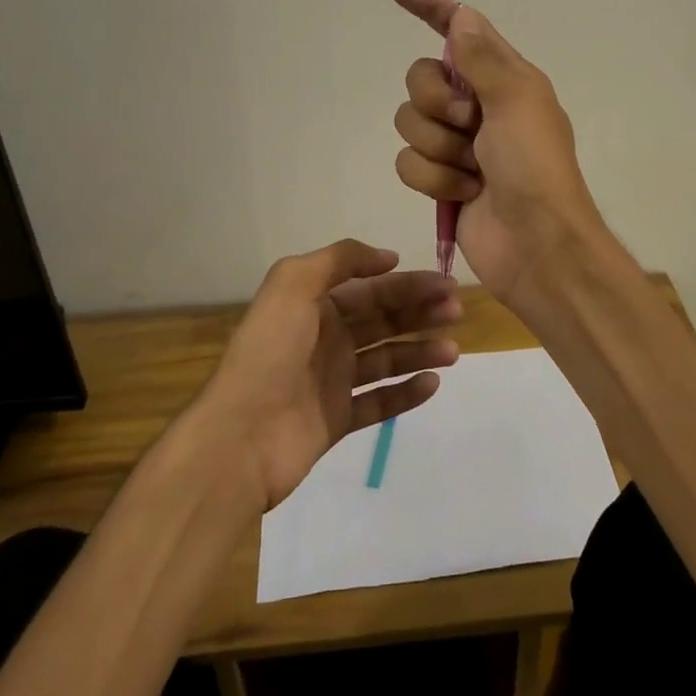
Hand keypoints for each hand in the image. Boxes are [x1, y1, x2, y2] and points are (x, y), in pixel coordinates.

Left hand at [199, 239, 461, 511]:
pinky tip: (431, 384)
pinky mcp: (337, 420)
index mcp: (314, 305)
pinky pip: (379, 401)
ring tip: (452, 352)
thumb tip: (387, 257)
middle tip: (456, 312)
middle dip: (420, 312)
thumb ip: (340, 259)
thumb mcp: (293, 284)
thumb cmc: (269, 353)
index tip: (445, 283)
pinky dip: (405, 392)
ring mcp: (332, 381)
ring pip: (386, 359)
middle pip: (383, 319)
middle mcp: (325, 338)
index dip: (408, 283)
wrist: (239, 437)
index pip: (371, 288)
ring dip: (420, 351)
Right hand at [391, 0, 609, 311]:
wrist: (537, 244)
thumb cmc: (535, 166)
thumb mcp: (517, 101)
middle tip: (469, 125)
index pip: (459, 31)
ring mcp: (457, 144)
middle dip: (436, 104)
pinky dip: (435, 180)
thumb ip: (483, 58)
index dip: (431, 7)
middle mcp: (477, 105)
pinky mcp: (441, 179)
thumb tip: (462, 16)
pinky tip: (465, 193)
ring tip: (474, 170)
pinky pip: (408, 163)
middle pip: (420, 80)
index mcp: (503, 78)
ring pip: (409, 123)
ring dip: (439, 149)